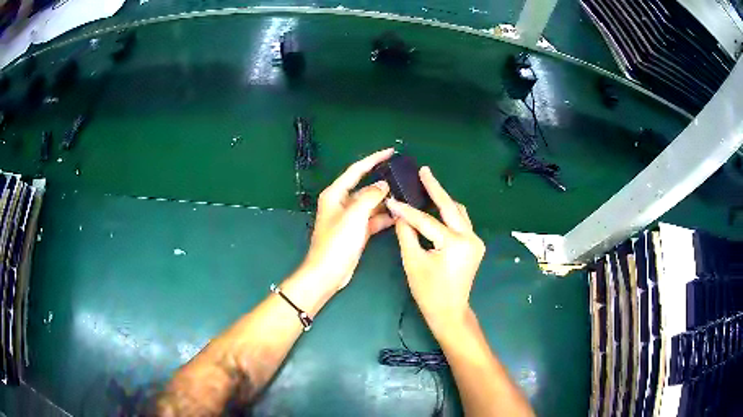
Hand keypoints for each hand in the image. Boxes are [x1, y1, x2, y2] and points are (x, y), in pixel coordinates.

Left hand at [302, 148, 394, 293]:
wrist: (328, 273)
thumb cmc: (337, 242)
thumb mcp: (354, 215)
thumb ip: (370, 197)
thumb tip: (383, 185)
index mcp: (335, 194)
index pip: (356, 170)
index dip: (373, 159)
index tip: (390, 151)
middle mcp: (342, 203)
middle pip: (365, 187)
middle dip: (383, 183)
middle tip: (403, 177)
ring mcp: (350, 218)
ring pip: (371, 204)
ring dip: (385, 202)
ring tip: (406, 196)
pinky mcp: (356, 232)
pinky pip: (372, 219)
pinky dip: (384, 217)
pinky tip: (398, 215)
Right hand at [386, 167, 484, 329]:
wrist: (450, 312)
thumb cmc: (429, 292)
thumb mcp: (413, 263)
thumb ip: (406, 235)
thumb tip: (400, 213)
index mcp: (454, 244)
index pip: (426, 221)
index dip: (407, 210)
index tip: (392, 199)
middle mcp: (470, 238)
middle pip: (451, 207)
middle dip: (436, 188)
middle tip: (423, 171)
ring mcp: (475, 241)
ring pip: (459, 212)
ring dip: (444, 200)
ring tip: (428, 185)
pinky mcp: (475, 245)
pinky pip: (461, 222)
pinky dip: (448, 214)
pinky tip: (436, 208)